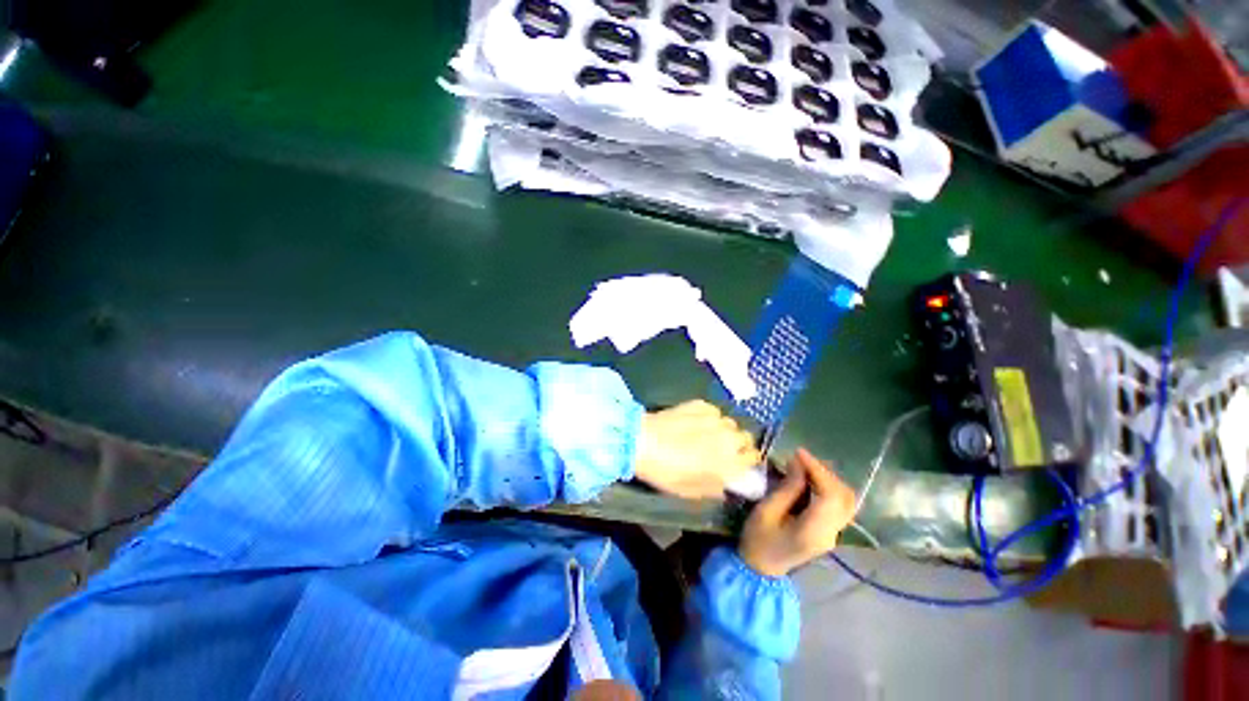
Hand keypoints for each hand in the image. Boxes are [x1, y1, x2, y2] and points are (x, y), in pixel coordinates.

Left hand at [633, 400, 759, 499]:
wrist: (643, 441)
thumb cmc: (667, 471)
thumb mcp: (691, 492)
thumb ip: (714, 489)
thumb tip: (726, 486)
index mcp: (729, 462)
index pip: (754, 457)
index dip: (747, 460)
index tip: (739, 463)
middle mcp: (728, 437)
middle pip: (745, 437)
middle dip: (739, 443)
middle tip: (723, 449)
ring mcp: (714, 418)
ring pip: (730, 422)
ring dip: (724, 429)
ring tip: (708, 434)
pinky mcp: (700, 404)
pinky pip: (713, 411)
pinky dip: (709, 417)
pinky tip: (695, 422)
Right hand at [738, 449, 855, 576]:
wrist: (760, 567)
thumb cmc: (758, 539)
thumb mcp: (766, 511)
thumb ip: (787, 488)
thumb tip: (799, 463)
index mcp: (815, 532)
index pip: (831, 496)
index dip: (818, 470)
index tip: (798, 453)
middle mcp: (832, 533)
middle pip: (844, 497)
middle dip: (825, 472)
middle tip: (800, 459)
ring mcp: (833, 534)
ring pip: (846, 500)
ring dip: (828, 479)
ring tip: (805, 466)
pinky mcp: (829, 531)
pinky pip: (838, 504)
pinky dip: (828, 487)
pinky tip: (810, 479)